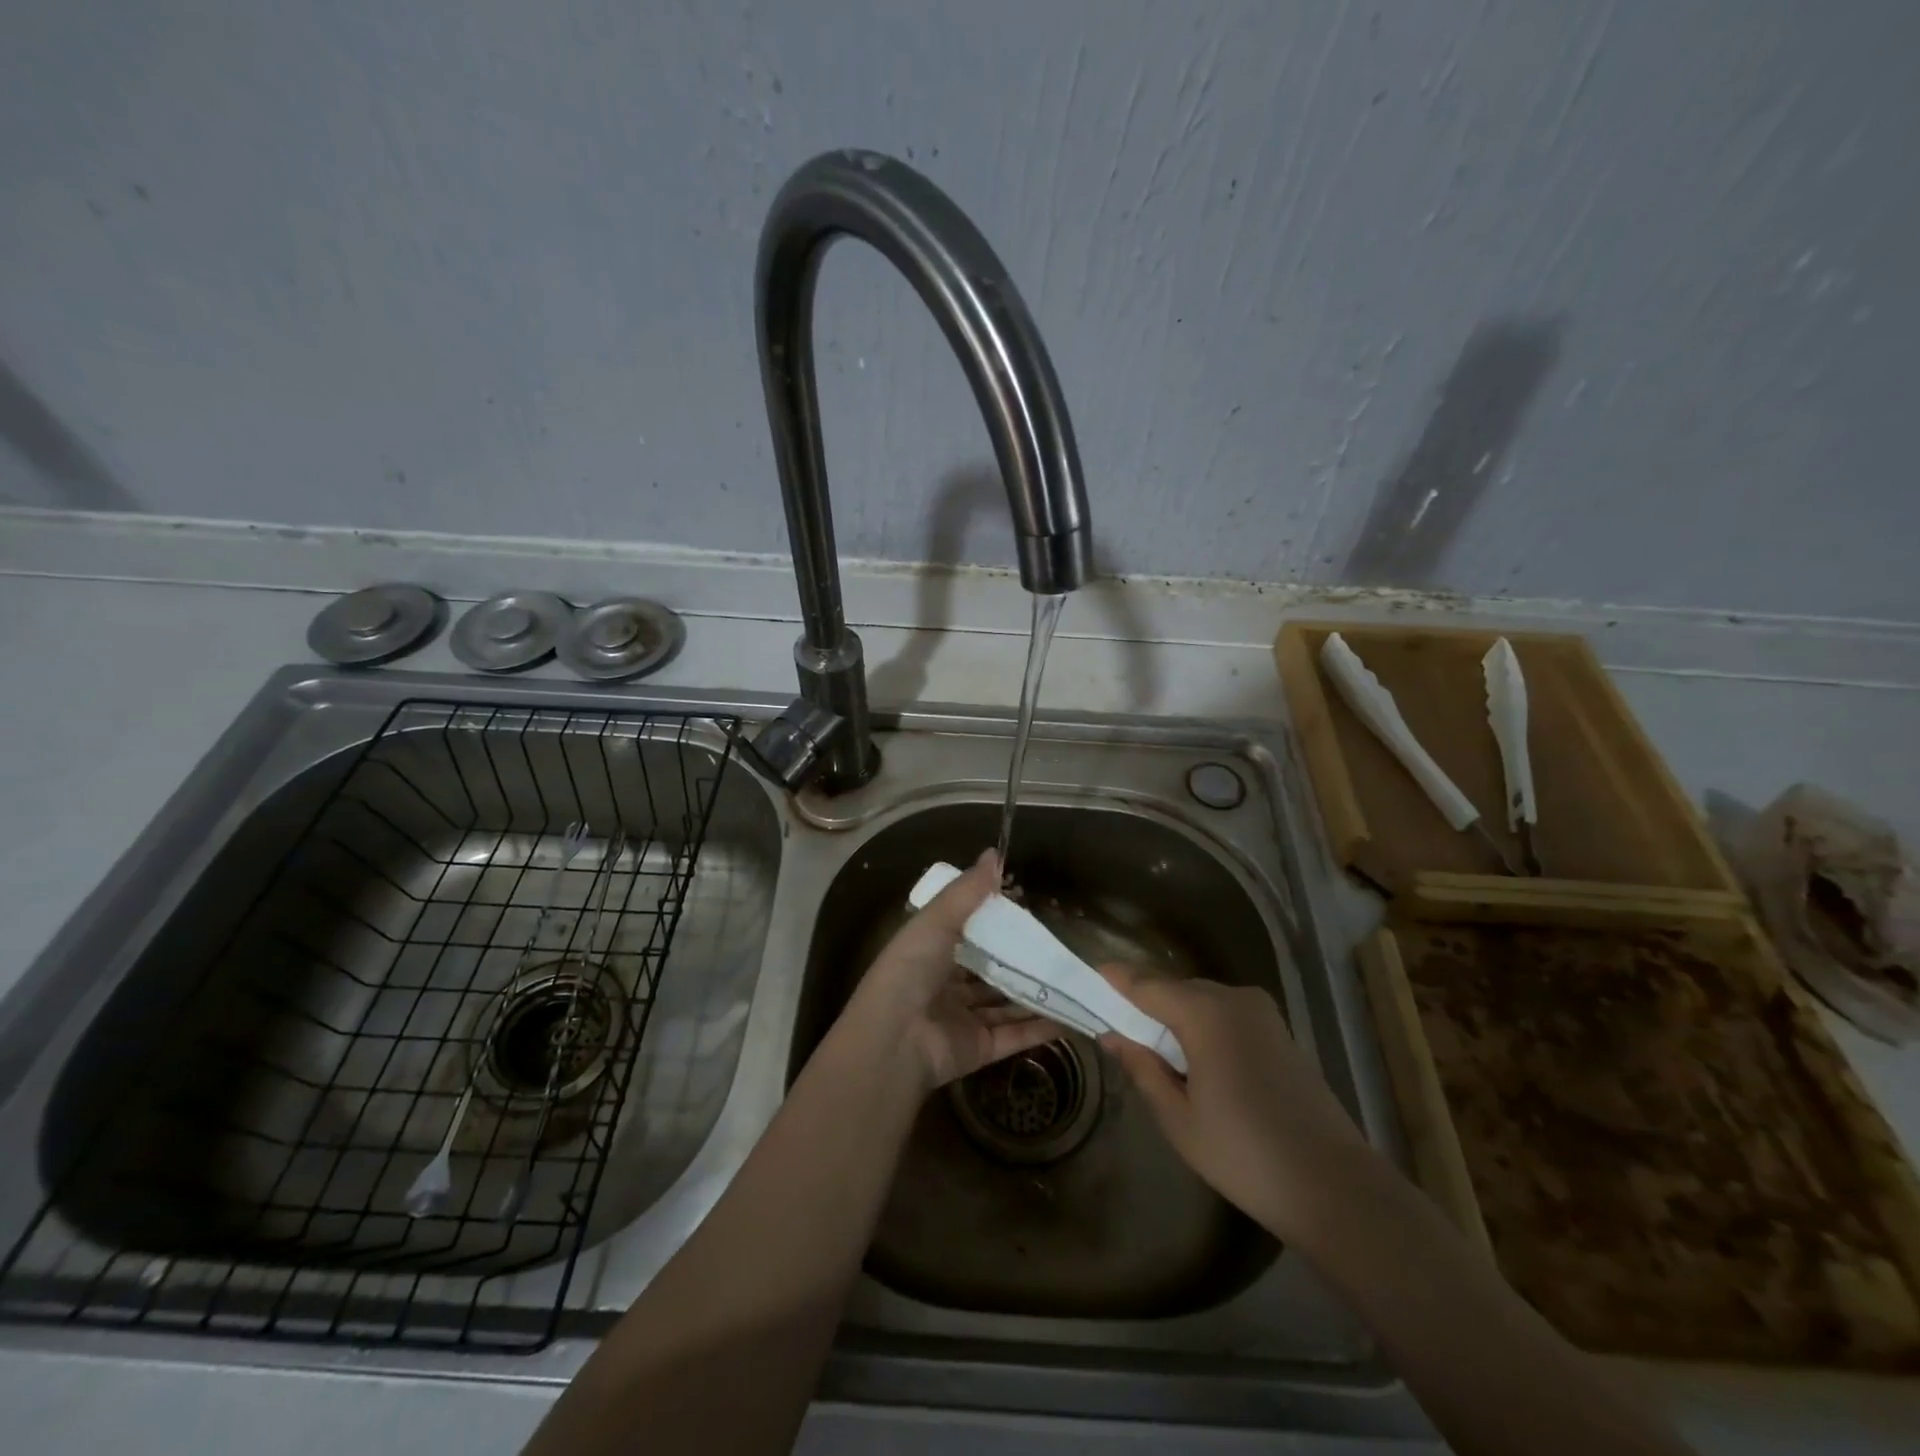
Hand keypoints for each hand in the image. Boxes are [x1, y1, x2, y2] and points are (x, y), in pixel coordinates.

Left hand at [842, 850, 1058, 1091]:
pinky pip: (1015, 1035)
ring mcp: (963, 1019)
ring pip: (1006, 1003)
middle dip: (1020, 960)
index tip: (1027, 908)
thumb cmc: (910, 969)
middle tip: (1057, 945)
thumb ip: (967, 891)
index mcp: (930, 952)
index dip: (994, 922)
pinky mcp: (979, 1048)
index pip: (966, 934)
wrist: (894, 1039)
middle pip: (990, 970)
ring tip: (1073, 978)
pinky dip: (1041, 1027)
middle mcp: (946, 985)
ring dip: (1036, 993)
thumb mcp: (936, 920)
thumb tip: (994, 853)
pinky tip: (1072, 1014)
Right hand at [1097, 965, 1369, 1241]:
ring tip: (1151, 1048)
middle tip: (1114, 1026)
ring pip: (1201, 999)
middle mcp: (1234, 998)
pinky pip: (1225, 1014)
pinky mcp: (1279, 1031)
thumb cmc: (1245, 1155)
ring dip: (1173, 1015)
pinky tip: (1193, 1059)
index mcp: (1205, 1013)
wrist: (1335, 1187)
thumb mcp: (1178, 1117)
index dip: (1114, 980)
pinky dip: (1201, 1025)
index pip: (1145, 984)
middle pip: (1174, 988)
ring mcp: (1262, 1013)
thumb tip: (1112, 1035)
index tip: (1086, 976)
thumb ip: (1142, 1067)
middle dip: (1143, 1002)